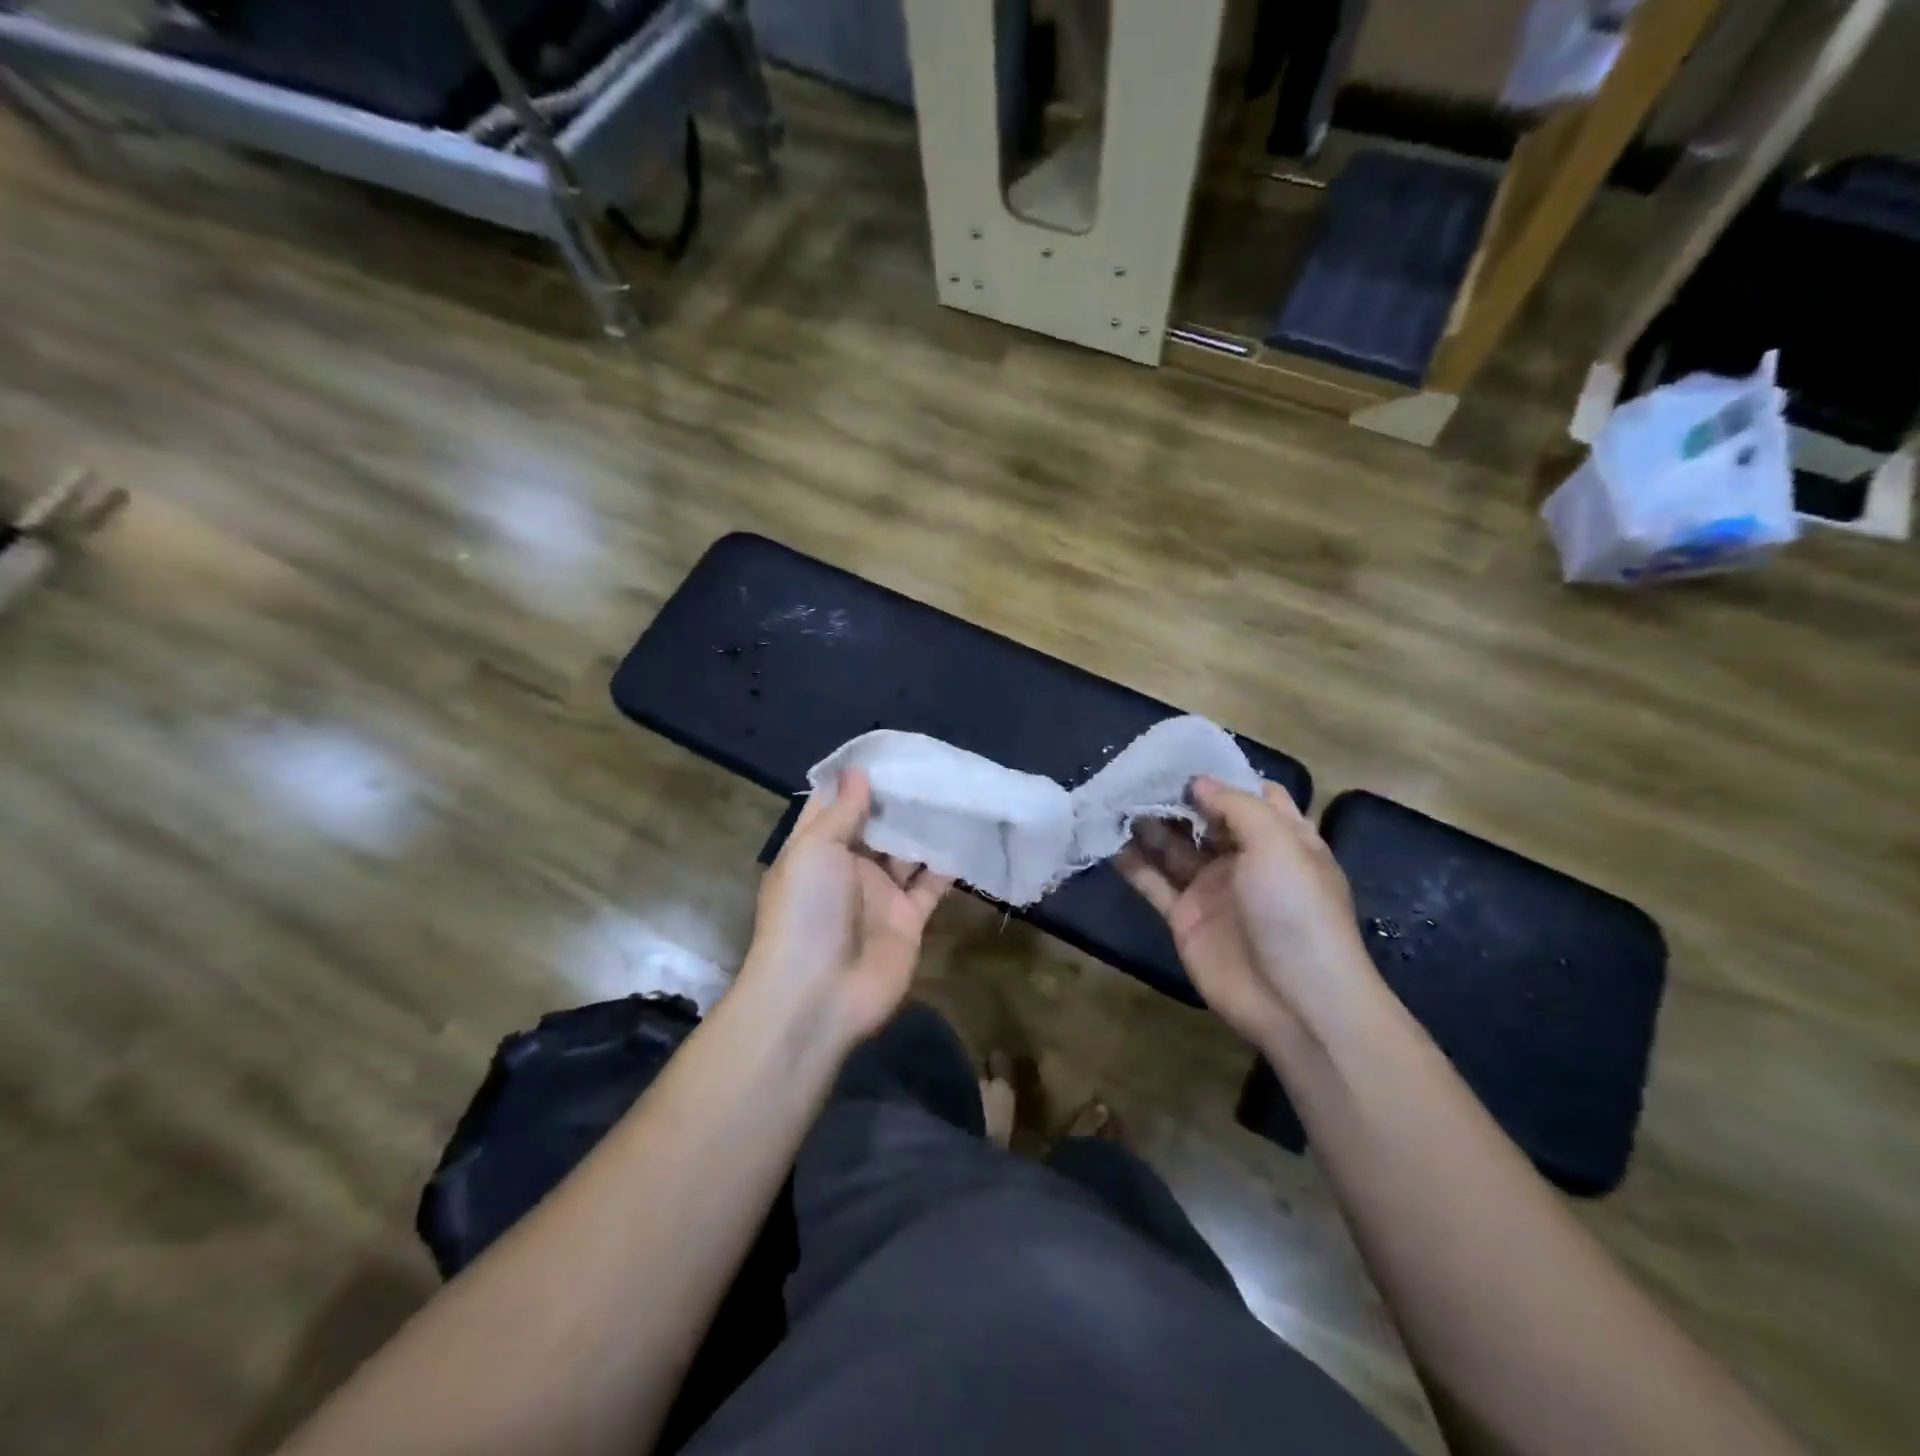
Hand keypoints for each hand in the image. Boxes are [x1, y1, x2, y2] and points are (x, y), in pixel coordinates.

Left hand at [741, 769, 952, 1047]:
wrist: (819, 995)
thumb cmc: (807, 911)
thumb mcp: (815, 850)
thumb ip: (842, 811)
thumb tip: (858, 770)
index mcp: (817, 849)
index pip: (837, 805)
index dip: (859, 780)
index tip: (890, 752)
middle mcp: (848, 869)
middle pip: (877, 827)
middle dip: (900, 801)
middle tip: (935, 768)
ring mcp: (879, 896)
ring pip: (907, 853)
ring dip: (926, 829)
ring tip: (955, 793)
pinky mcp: (908, 920)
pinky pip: (930, 886)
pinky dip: (947, 866)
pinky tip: (967, 836)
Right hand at [1117, 777, 1377, 1050]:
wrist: (1295, 1002)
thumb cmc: (1296, 911)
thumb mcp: (1277, 844)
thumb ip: (1235, 806)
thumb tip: (1196, 782)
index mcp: (1281, 839)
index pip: (1250, 796)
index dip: (1219, 776)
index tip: (1180, 756)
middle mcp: (1246, 859)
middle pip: (1204, 818)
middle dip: (1174, 796)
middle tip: (1134, 773)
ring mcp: (1213, 889)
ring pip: (1173, 847)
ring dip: (1147, 824)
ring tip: (1113, 798)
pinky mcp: (1185, 917)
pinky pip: (1153, 882)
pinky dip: (1130, 862)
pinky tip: (1106, 840)